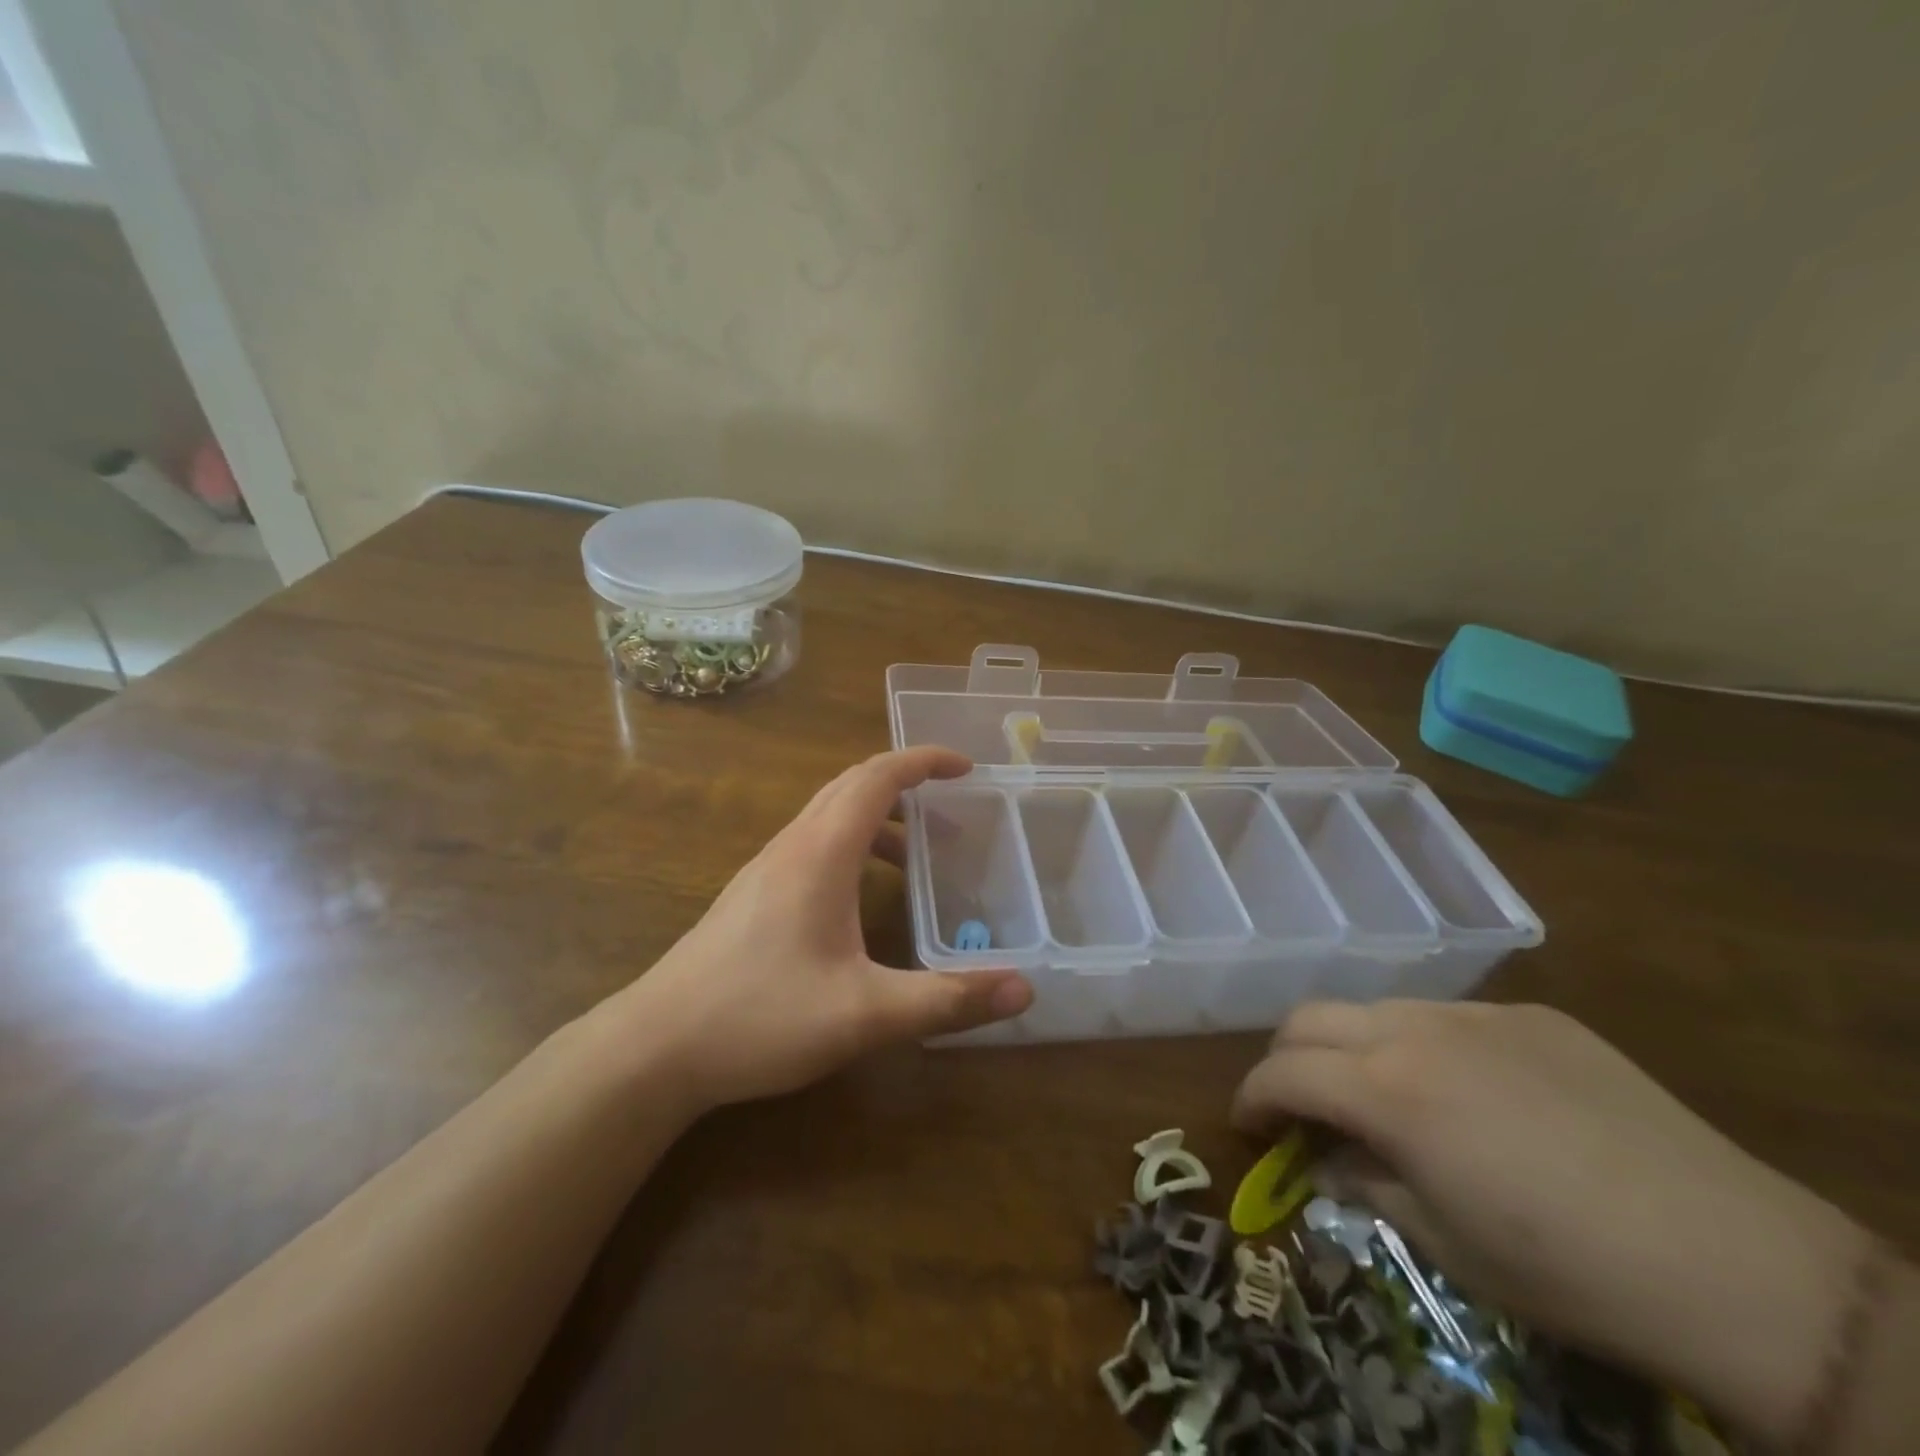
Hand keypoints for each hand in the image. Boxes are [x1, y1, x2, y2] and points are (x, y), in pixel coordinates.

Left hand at [602, 747, 1031, 1115]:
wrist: (655, 1047)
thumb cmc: (761, 1017)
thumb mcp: (866, 1014)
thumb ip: (946, 1000)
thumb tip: (1024, 991)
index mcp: (821, 852)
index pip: (878, 777)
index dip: (924, 761)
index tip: (966, 768)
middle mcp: (792, 845)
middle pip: (851, 785)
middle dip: (905, 782)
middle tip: (951, 805)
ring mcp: (766, 868)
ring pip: (828, 815)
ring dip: (877, 817)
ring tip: (918, 855)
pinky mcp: (752, 894)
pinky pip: (812, 844)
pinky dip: (851, 845)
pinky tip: (862, 897)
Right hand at [1231, 1000, 1869, 1442]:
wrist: (1738, 1261)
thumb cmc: (1569, 1272)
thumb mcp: (1447, 1245)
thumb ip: (1368, 1187)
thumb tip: (1328, 1163)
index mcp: (1387, 1090)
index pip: (1284, 1072)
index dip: (1251, 1097)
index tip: (1246, 1124)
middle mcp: (1416, 1032)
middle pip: (1311, 1018)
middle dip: (1286, 1058)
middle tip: (1297, 1104)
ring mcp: (1476, 1015)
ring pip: (1376, 1009)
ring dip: (1352, 1047)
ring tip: (1379, 1096)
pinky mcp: (1533, 1016)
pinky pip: (1448, 1018)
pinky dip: (1423, 1046)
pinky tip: (1469, 1094)